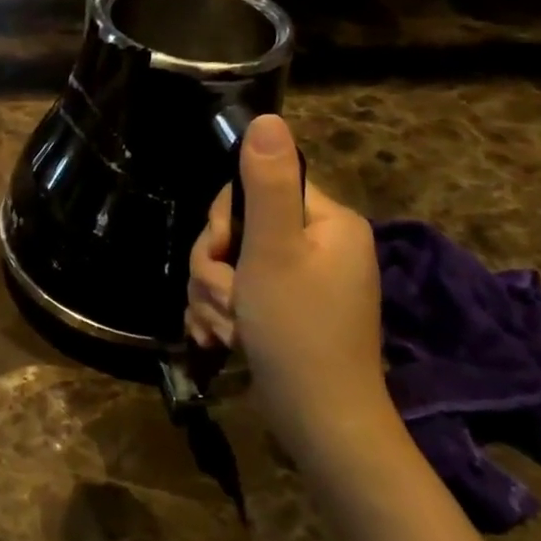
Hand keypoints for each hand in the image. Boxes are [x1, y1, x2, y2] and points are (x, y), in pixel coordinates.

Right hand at [186, 115, 396, 470]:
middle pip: (238, 229)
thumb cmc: (297, 331)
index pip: (256, 188)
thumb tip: (268, 118)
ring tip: (223, 329)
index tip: (224, 254)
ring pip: (230, 265)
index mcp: (327, 221)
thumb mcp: (274, 251)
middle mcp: (320, 245)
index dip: (225, 221)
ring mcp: (302, 281)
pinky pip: (238, 295)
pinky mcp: (285, 312)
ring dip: (213, 296)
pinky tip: (219, 340)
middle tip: (225, 300)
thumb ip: (266, 184)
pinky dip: (222, 314)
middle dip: (216, 267)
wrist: (321, 422)